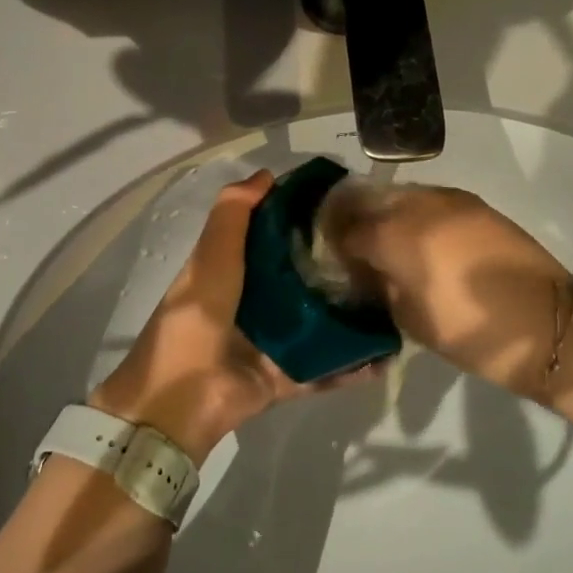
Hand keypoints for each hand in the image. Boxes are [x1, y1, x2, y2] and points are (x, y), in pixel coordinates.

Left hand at [90, 170, 377, 461]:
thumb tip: (267, 174)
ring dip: (349, 315)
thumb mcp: (211, 256)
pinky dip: (352, 365)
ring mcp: (273, 343)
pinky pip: (325, 369)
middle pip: (301, 279)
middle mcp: (256, 303)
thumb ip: (234, 214)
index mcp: (234, 271)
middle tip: (379, 250)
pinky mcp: (287, 377)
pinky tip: (386, 353)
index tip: (341, 203)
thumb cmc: (195, 317)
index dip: (302, 219)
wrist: (180, 398)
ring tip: (392, 299)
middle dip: (335, 266)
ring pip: (319, 323)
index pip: (274, 237)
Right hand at [323, 184, 572, 395]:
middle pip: (369, 200)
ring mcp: (448, 199)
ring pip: (400, 195)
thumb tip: (366, 271)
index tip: (330, 258)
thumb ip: (379, 285)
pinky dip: (414, 214)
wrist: (547, 323)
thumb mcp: (410, 318)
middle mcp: (417, 205)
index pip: (346, 229)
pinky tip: (419, 239)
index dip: (333, 243)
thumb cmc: (470, 331)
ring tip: (385, 242)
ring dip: (384, 213)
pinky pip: (429, 200)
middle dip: (353, 219)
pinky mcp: (474, 203)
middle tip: (350, 246)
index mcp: (395, 236)